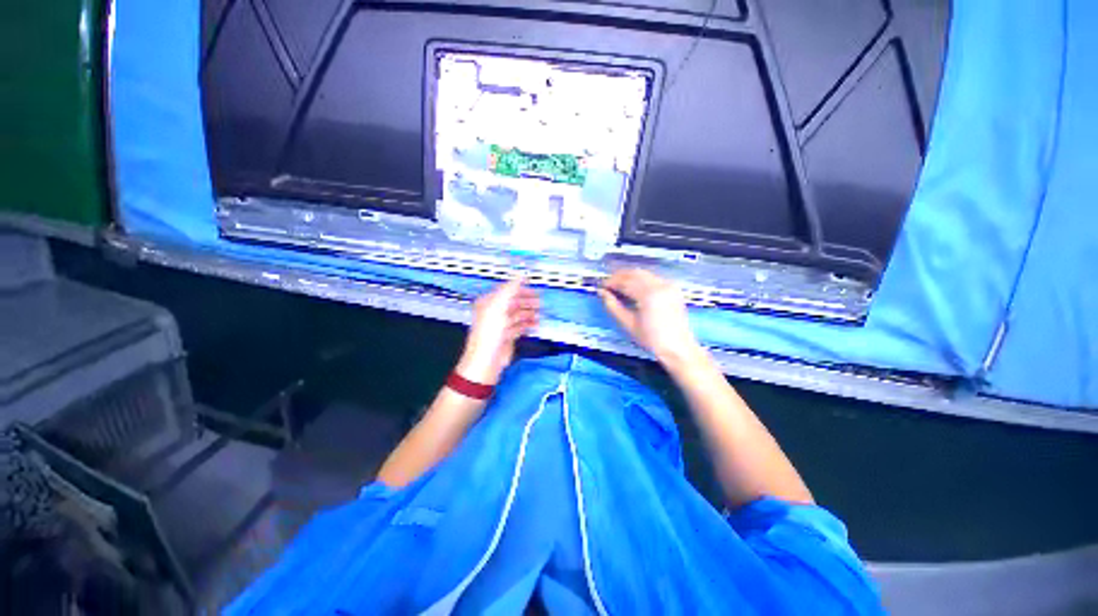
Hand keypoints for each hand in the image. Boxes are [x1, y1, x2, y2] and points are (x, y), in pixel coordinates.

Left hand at [456, 278, 539, 384]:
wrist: (487, 358)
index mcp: (489, 303)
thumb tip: (520, 275)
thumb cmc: (490, 332)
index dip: (520, 288)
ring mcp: (501, 325)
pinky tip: (535, 324)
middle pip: (513, 302)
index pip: (506, 291)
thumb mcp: (499, 305)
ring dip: (529, 313)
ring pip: (518, 315)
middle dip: (527, 301)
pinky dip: (528, 324)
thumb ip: (510, 289)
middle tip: (539, 300)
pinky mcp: (507, 337)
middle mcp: (494, 313)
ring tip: (539, 313)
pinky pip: (520, 327)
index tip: (532, 286)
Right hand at [598, 269, 702, 367]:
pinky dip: (640, 280)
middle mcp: (660, 285)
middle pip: (634, 273)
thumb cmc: (652, 339)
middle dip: (619, 277)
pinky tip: (634, 289)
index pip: (625, 281)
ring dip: (629, 277)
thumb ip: (613, 306)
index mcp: (649, 295)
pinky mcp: (673, 289)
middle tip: (608, 285)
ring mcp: (668, 286)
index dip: (611, 282)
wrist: (677, 347)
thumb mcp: (628, 324)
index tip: (601, 286)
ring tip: (619, 287)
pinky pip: (653, 278)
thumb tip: (602, 292)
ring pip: (644, 274)